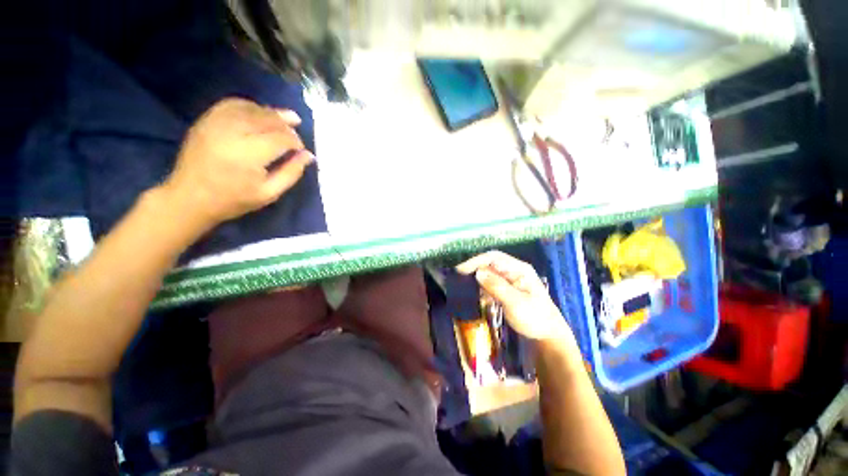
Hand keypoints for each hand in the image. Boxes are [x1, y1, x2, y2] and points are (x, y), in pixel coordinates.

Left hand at [163, 97, 314, 230]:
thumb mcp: (270, 193)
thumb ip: (291, 172)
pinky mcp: (206, 120)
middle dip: (285, 122)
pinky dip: (249, 105)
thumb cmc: (234, 199)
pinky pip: (231, 104)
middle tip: (296, 125)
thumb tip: (308, 155)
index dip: (295, 141)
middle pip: (267, 118)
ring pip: (250, 108)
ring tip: (281, 118)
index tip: (301, 149)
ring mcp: (216, 124)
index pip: (281, 138)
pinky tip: (258, 112)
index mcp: (250, 155)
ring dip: (269, 112)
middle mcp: (233, 133)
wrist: (189, 197)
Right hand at [457, 251, 570, 341]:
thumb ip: (497, 286)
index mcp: (519, 269)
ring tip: (464, 287)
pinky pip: (490, 284)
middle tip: (458, 278)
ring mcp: (510, 280)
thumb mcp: (516, 303)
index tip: (460, 270)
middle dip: (474, 269)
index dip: (475, 261)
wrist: (547, 335)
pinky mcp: (507, 289)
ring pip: (488, 274)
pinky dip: (482, 288)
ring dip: (477, 279)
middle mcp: (513, 270)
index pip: (493, 257)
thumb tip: (478, 273)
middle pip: (489, 264)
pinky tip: (477, 297)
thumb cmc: (535, 318)